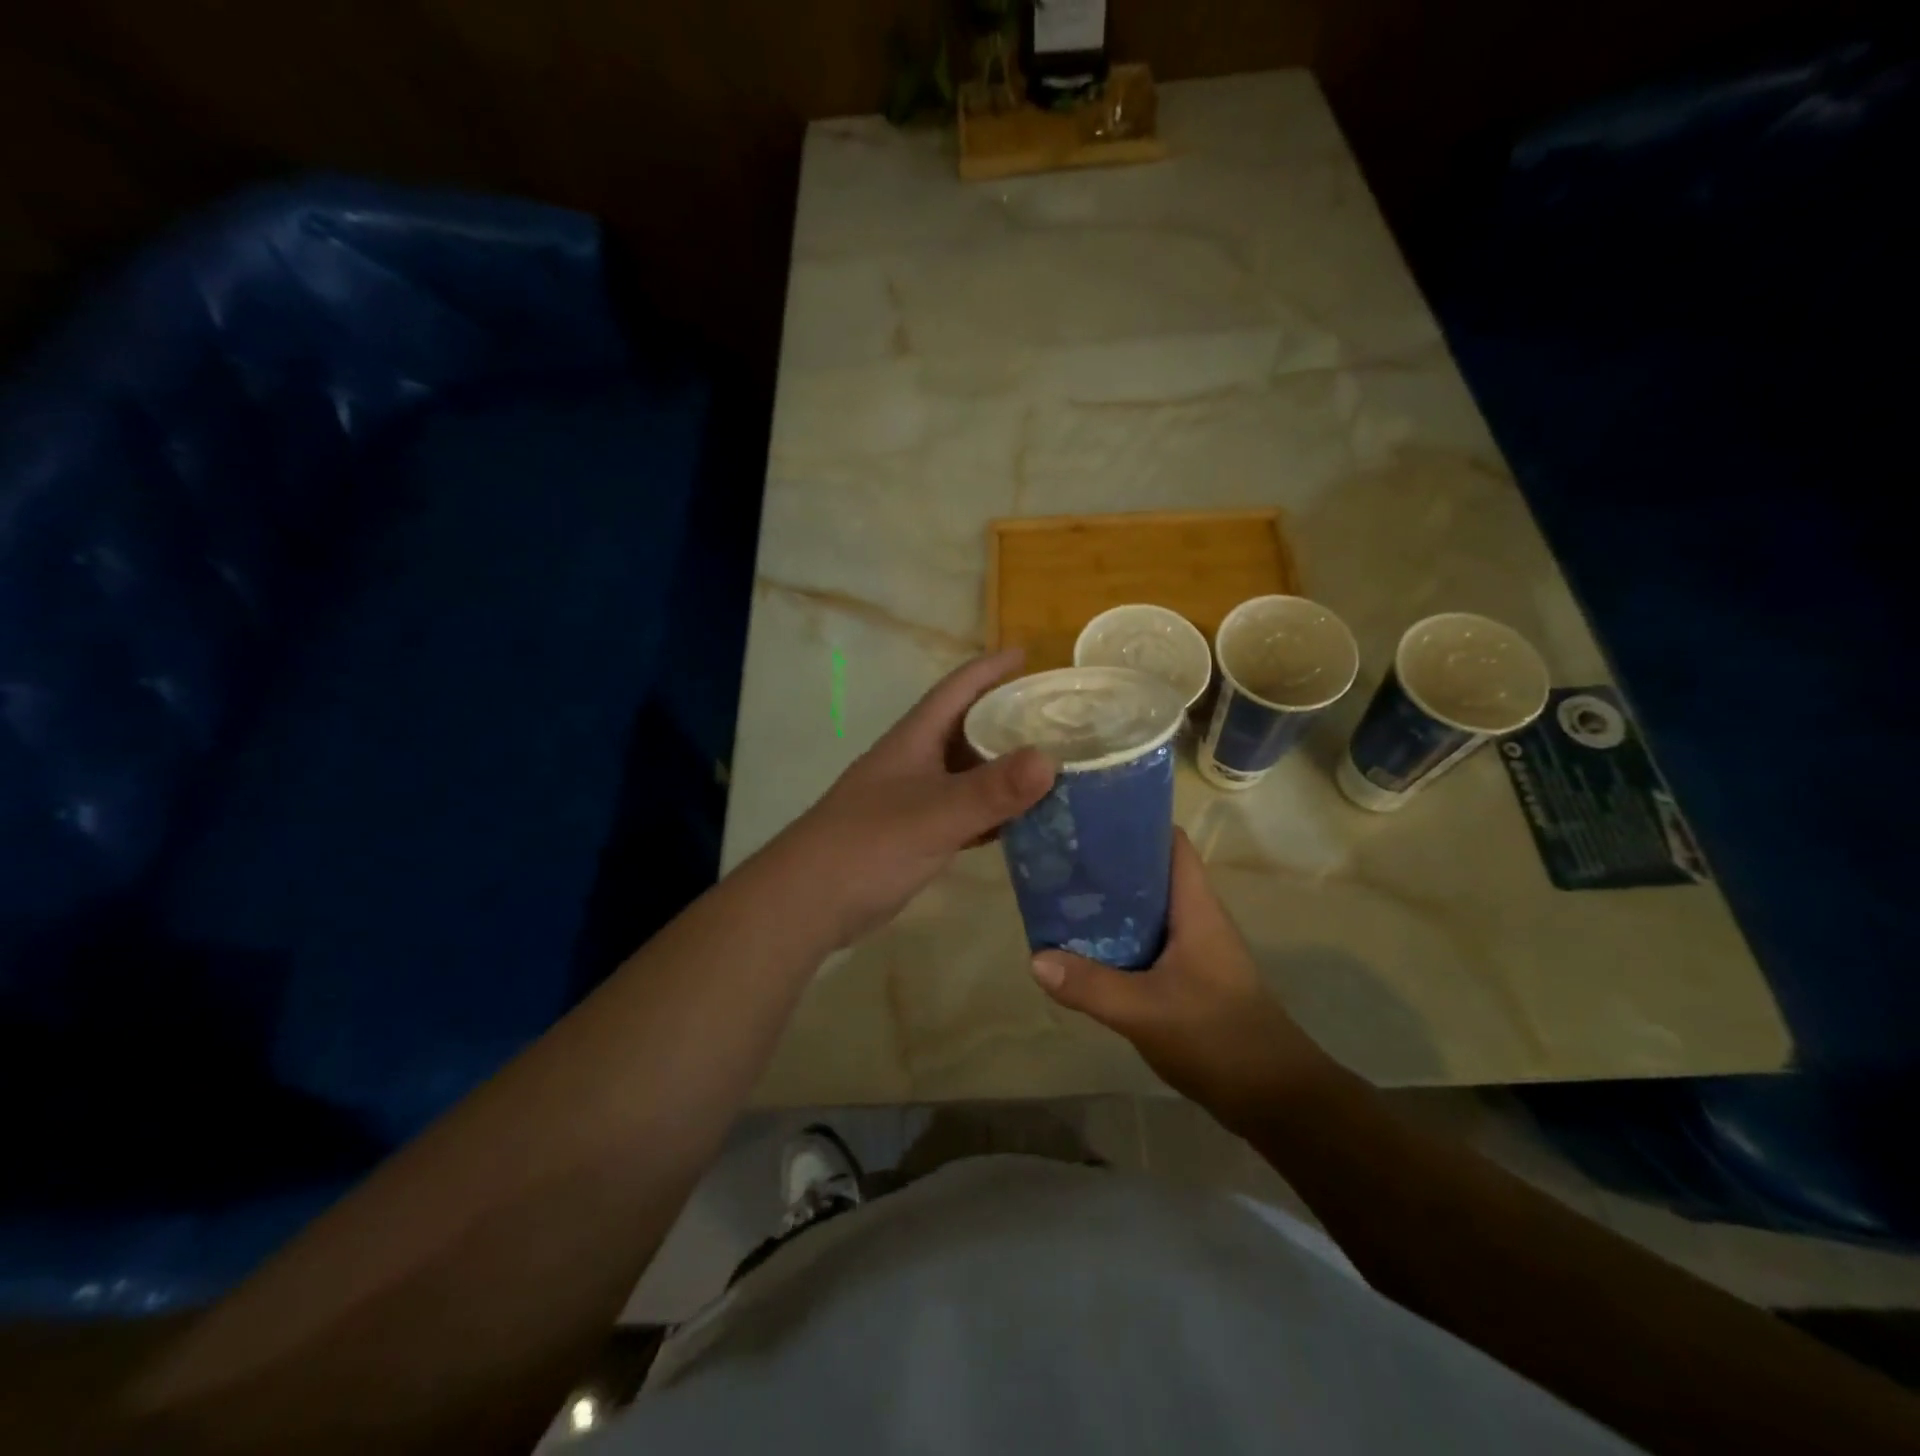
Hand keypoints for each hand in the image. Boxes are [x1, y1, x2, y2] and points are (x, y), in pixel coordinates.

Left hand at [780, 649, 1055, 948]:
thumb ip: (991, 790)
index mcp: (915, 739)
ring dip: (1007, 769)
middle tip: (1061, 718)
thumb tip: (1051, 759)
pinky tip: (1027, 822)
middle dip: (1011, 718)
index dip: (991, 668)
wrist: (809, 902)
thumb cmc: (867, 845)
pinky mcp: (918, 835)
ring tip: (1057, 767)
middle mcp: (917, 761)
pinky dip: (996, 813)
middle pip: (969, 728)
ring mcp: (916, 799)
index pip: (957, 689)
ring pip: (970, 772)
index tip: (1030, 654)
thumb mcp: (934, 813)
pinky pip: (967, 813)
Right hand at [1030, 829, 1338, 1130]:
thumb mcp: (1145, 1011)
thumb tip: (1036, 958)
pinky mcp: (1190, 977)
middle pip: (1152, 873)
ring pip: (1147, 910)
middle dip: (1109, 865)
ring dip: (1111, 904)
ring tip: (1064, 898)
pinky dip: (1118, 939)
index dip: (1135, 824)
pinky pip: (1148, 942)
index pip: (1170, 843)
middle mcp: (1196, 918)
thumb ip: (1090, 985)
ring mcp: (1195, 949)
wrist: (1274, 1098)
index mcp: (1195, 908)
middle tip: (1062, 862)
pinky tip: (1087, 950)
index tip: (1090, 820)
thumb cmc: (1217, 1037)